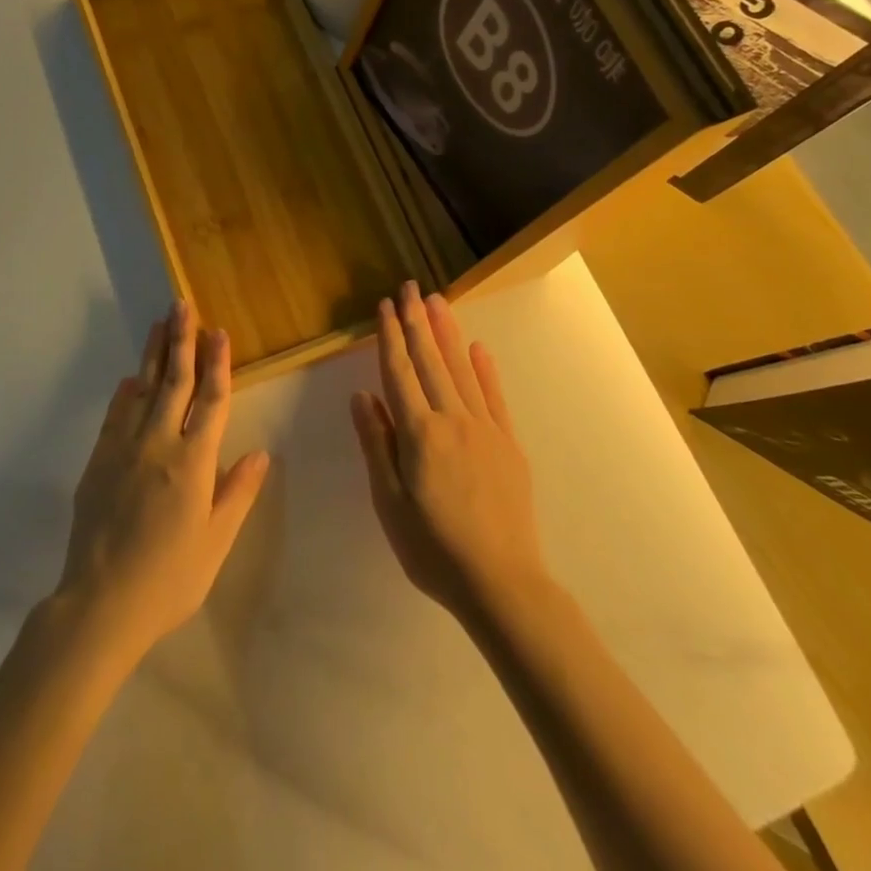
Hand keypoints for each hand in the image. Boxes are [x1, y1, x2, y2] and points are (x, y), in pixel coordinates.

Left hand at [55, 301, 270, 666]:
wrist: (100, 603)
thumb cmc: (169, 579)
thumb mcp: (215, 543)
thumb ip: (238, 493)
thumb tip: (261, 452)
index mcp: (194, 462)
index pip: (211, 400)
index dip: (218, 363)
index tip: (219, 331)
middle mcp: (159, 444)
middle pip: (174, 381)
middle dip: (182, 340)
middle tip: (182, 305)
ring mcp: (124, 448)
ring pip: (142, 389)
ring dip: (153, 354)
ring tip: (160, 324)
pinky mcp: (98, 460)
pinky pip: (115, 415)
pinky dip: (125, 392)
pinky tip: (130, 378)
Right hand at [350, 282, 548, 623]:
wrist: (502, 583)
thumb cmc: (433, 547)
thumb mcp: (389, 501)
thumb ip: (376, 443)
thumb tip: (361, 395)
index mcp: (418, 432)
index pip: (399, 372)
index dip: (390, 337)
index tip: (385, 306)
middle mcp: (451, 419)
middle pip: (430, 361)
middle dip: (417, 321)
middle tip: (410, 287)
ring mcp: (484, 428)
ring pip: (461, 369)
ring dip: (447, 332)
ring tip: (437, 301)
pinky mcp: (508, 443)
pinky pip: (494, 396)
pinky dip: (485, 369)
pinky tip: (477, 348)